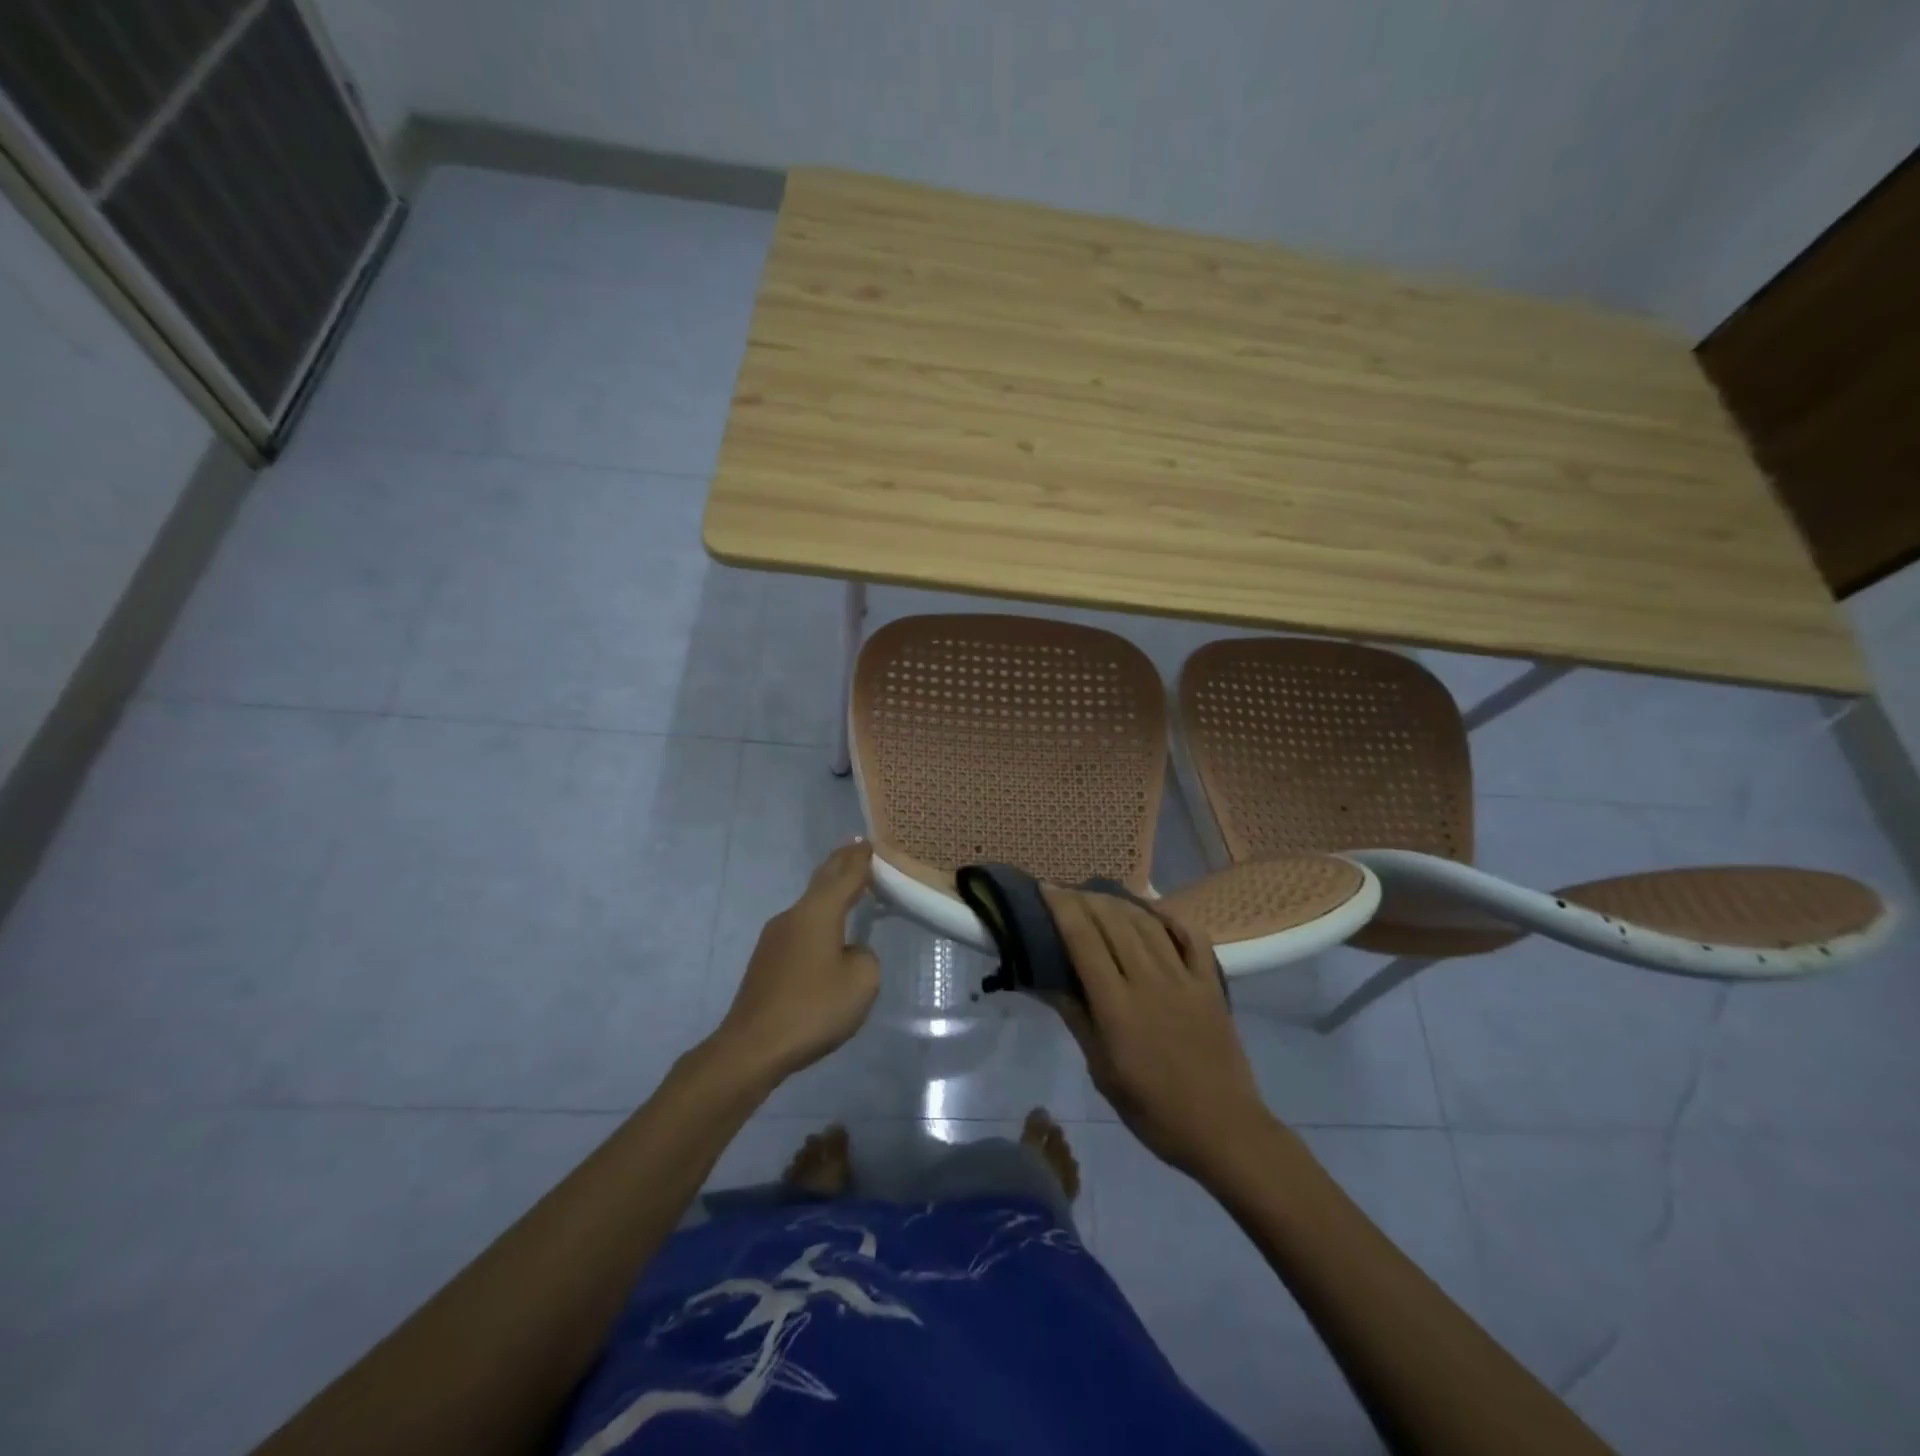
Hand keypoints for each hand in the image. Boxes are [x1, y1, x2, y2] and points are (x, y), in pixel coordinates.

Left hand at [711, 842, 880, 1087]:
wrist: (753, 1046)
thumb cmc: (813, 1009)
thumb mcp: (861, 982)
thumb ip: (865, 956)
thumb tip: (850, 951)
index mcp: (818, 913)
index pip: (845, 875)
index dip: (860, 859)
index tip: (869, 842)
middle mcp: (794, 915)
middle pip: (822, 881)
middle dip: (841, 864)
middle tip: (856, 848)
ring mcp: (775, 937)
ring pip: (809, 905)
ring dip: (829, 893)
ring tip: (847, 888)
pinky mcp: (766, 960)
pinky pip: (800, 927)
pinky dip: (819, 918)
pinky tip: (826, 934)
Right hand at [1042, 886, 1276, 1179]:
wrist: (1223, 1130)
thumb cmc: (1153, 1110)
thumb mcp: (1102, 1072)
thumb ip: (1076, 1019)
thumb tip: (1046, 981)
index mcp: (1116, 1005)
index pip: (1083, 941)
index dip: (1062, 909)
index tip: (1046, 888)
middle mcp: (1148, 980)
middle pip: (1113, 923)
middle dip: (1086, 899)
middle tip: (1066, 891)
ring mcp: (1183, 979)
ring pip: (1147, 924)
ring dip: (1120, 903)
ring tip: (1100, 895)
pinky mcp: (1210, 984)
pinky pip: (1192, 938)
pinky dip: (1170, 918)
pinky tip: (1154, 909)